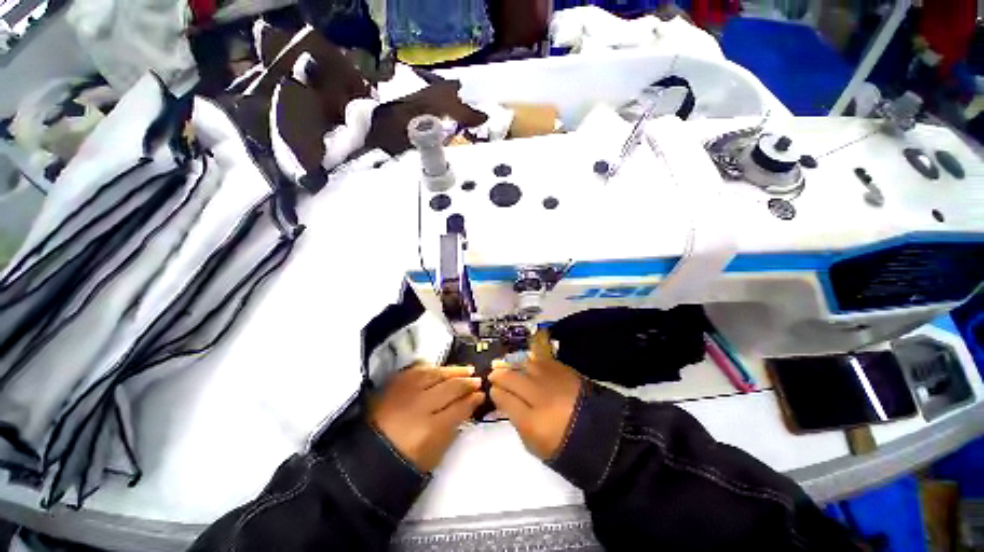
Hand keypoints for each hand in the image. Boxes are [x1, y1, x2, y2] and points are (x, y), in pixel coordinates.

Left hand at [369, 363, 483, 471]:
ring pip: (435, 374)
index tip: (481, 394)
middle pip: (450, 387)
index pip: (459, 408)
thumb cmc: (406, 460)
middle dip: (467, 383)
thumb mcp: (436, 452)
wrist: (369, 457)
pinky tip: (442, 369)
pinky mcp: (395, 384)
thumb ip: (454, 426)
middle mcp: (418, 406)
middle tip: (477, 380)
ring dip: (453, 371)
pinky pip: (418, 370)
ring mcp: (405, 392)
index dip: (472, 400)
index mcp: (430, 429)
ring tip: (466, 369)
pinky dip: (433, 368)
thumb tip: (469, 405)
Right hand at [489, 331, 583, 459]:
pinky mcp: (566, 371)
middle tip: (495, 375)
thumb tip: (506, 401)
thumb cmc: (564, 445)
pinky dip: (533, 363)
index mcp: (532, 422)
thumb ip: (517, 421)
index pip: (504, 398)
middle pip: (512, 378)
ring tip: (513, 370)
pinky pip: (542, 361)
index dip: (495, 392)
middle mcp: (541, 397)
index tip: (493, 390)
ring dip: (516, 367)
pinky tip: (530, 367)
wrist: (600, 435)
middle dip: (499, 375)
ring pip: (526, 365)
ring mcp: (554, 381)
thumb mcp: (534, 444)